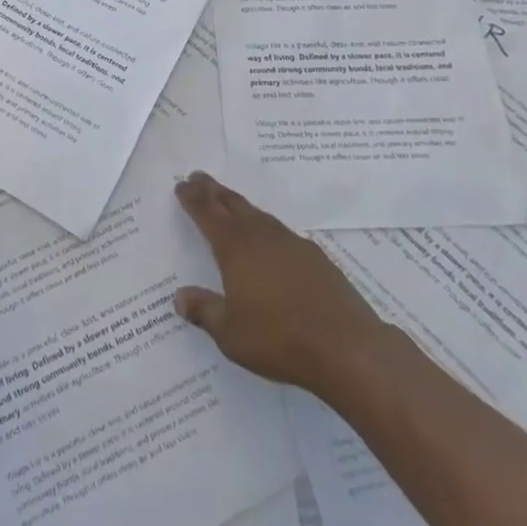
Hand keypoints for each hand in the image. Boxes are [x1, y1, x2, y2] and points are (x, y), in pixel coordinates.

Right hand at [172, 172, 388, 393]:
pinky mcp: (315, 257)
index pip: (207, 213)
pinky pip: (280, 231)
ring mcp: (291, 243)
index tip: (181, 185)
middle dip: (213, 190)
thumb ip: (204, 311)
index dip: (192, 198)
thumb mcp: (231, 333)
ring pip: (258, 214)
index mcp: (235, 247)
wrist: (346, 347)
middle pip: (232, 203)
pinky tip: (269, 239)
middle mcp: (261, 236)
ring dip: (239, 205)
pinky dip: (265, 226)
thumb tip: (180, 297)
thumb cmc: (279, 339)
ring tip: (229, 201)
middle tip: (199, 177)